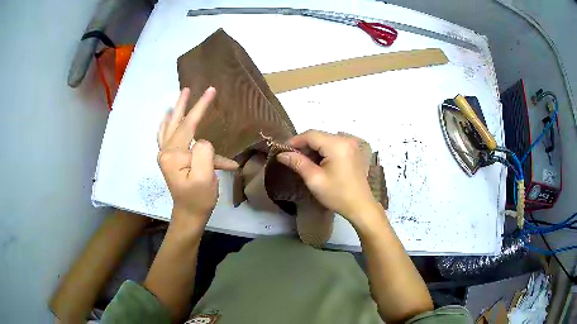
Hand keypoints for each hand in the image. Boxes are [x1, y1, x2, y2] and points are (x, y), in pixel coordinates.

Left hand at [157, 87, 237, 222]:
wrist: (189, 215)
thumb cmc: (198, 198)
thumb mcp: (205, 177)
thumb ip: (203, 153)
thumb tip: (202, 141)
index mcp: (173, 155)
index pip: (187, 126)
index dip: (200, 107)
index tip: (211, 91)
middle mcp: (165, 152)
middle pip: (175, 123)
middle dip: (183, 105)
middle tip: (187, 89)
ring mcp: (165, 157)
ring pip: (168, 129)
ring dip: (174, 113)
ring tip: (177, 101)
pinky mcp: (169, 161)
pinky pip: (164, 138)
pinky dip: (166, 127)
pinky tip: (167, 120)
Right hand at [276, 130, 380, 225]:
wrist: (360, 206)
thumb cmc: (337, 195)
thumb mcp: (314, 179)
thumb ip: (298, 163)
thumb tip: (281, 154)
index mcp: (337, 145)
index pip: (311, 135)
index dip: (295, 140)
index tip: (282, 150)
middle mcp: (346, 139)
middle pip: (319, 135)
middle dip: (304, 145)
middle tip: (291, 157)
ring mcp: (352, 144)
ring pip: (326, 139)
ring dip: (313, 148)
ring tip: (302, 161)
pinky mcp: (354, 150)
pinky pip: (334, 144)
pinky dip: (323, 150)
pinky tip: (318, 162)